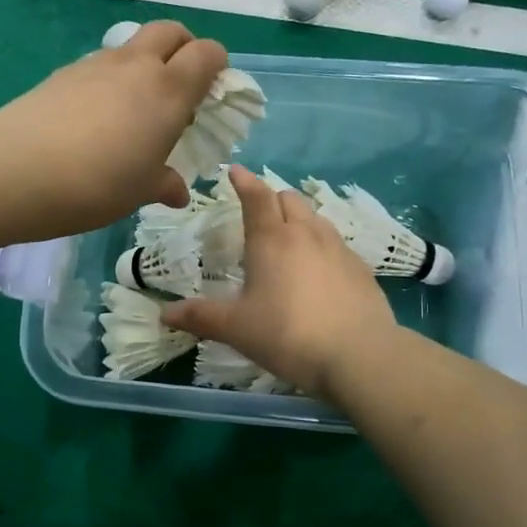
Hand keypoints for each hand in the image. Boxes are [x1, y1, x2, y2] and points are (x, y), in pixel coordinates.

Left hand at [0, 21, 227, 235]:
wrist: (19, 170)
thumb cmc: (98, 184)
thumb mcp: (139, 191)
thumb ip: (164, 184)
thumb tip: (178, 191)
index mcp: (168, 90)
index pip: (207, 52)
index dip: (216, 64)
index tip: (211, 90)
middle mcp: (135, 66)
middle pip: (170, 31)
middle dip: (182, 47)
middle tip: (178, 84)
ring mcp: (95, 65)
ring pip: (130, 46)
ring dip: (142, 63)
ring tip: (131, 107)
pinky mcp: (61, 74)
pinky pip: (97, 66)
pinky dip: (107, 79)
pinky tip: (92, 117)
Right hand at [162, 166, 395, 399]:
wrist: (359, 355)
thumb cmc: (287, 334)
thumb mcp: (237, 328)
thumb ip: (201, 317)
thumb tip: (164, 314)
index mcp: (271, 240)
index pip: (256, 197)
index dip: (244, 181)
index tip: (235, 171)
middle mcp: (306, 234)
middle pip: (289, 200)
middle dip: (272, 199)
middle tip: (259, 214)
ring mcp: (338, 249)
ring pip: (316, 218)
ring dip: (299, 219)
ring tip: (289, 240)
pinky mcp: (361, 269)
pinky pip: (337, 244)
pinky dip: (322, 246)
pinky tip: (319, 271)